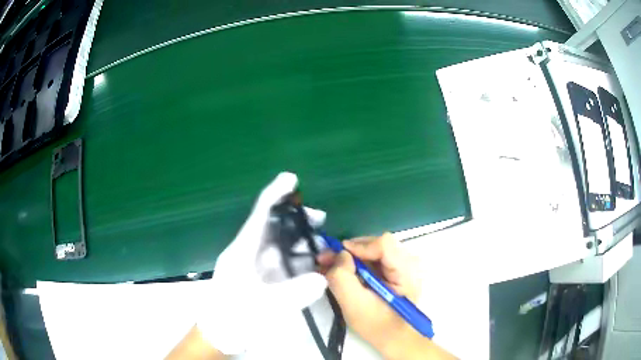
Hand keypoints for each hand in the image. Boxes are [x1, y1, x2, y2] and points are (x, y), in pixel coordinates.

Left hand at [196, 172, 327, 354]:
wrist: (220, 335)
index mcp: (242, 251)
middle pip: (273, 226)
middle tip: (319, 218)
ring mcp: (255, 266)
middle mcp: (249, 253)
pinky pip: (282, 261)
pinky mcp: (262, 278)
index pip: (259, 215)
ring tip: (321, 241)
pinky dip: (297, 258)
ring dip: (299, 239)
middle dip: (295, 219)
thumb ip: (294, 293)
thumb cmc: (233, 317)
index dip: (274, 194)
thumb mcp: (263, 307)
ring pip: (279, 243)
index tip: (291, 179)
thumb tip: (322, 278)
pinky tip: (313, 261)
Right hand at [318, 234, 455, 359]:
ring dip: (350, 257)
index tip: (335, 257)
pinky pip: (374, 257)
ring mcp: (404, 264)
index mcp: (406, 272)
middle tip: (325, 260)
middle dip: (349, 251)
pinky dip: (357, 263)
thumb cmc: (377, 325)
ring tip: (331, 267)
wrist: (395, 338)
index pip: (383, 244)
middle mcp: (409, 262)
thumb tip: (340, 254)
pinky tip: (343, 271)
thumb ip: (342, 278)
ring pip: (372, 249)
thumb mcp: (354, 305)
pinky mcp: (397, 269)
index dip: (358, 247)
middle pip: (376, 244)